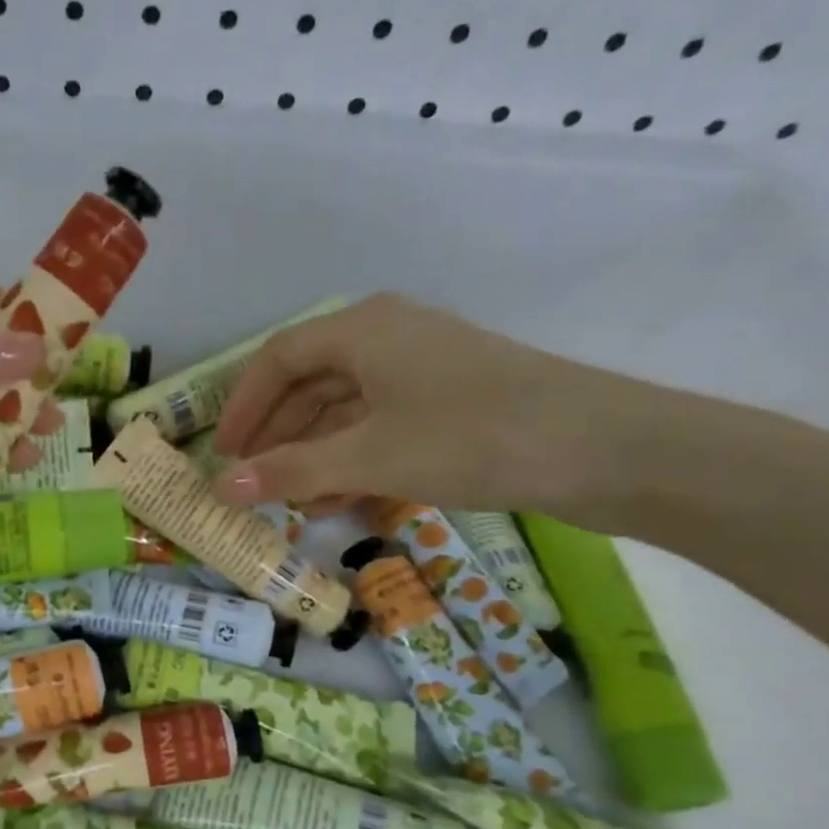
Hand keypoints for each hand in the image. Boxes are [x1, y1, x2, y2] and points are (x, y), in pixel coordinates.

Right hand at [209, 293, 639, 516]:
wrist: (606, 450)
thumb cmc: (472, 437)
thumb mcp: (370, 457)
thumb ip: (291, 471)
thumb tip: (223, 488)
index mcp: (363, 329)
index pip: (278, 359)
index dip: (242, 407)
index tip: (222, 455)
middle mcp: (388, 337)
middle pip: (309, 381)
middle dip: (275, 434)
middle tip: (248, 480)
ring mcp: (422, 369)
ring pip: (344, 407)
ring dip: (311, 452)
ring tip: (287, 499)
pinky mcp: (450, 402)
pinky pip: (379, 424)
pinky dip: (351, 457)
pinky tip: (336, 497)